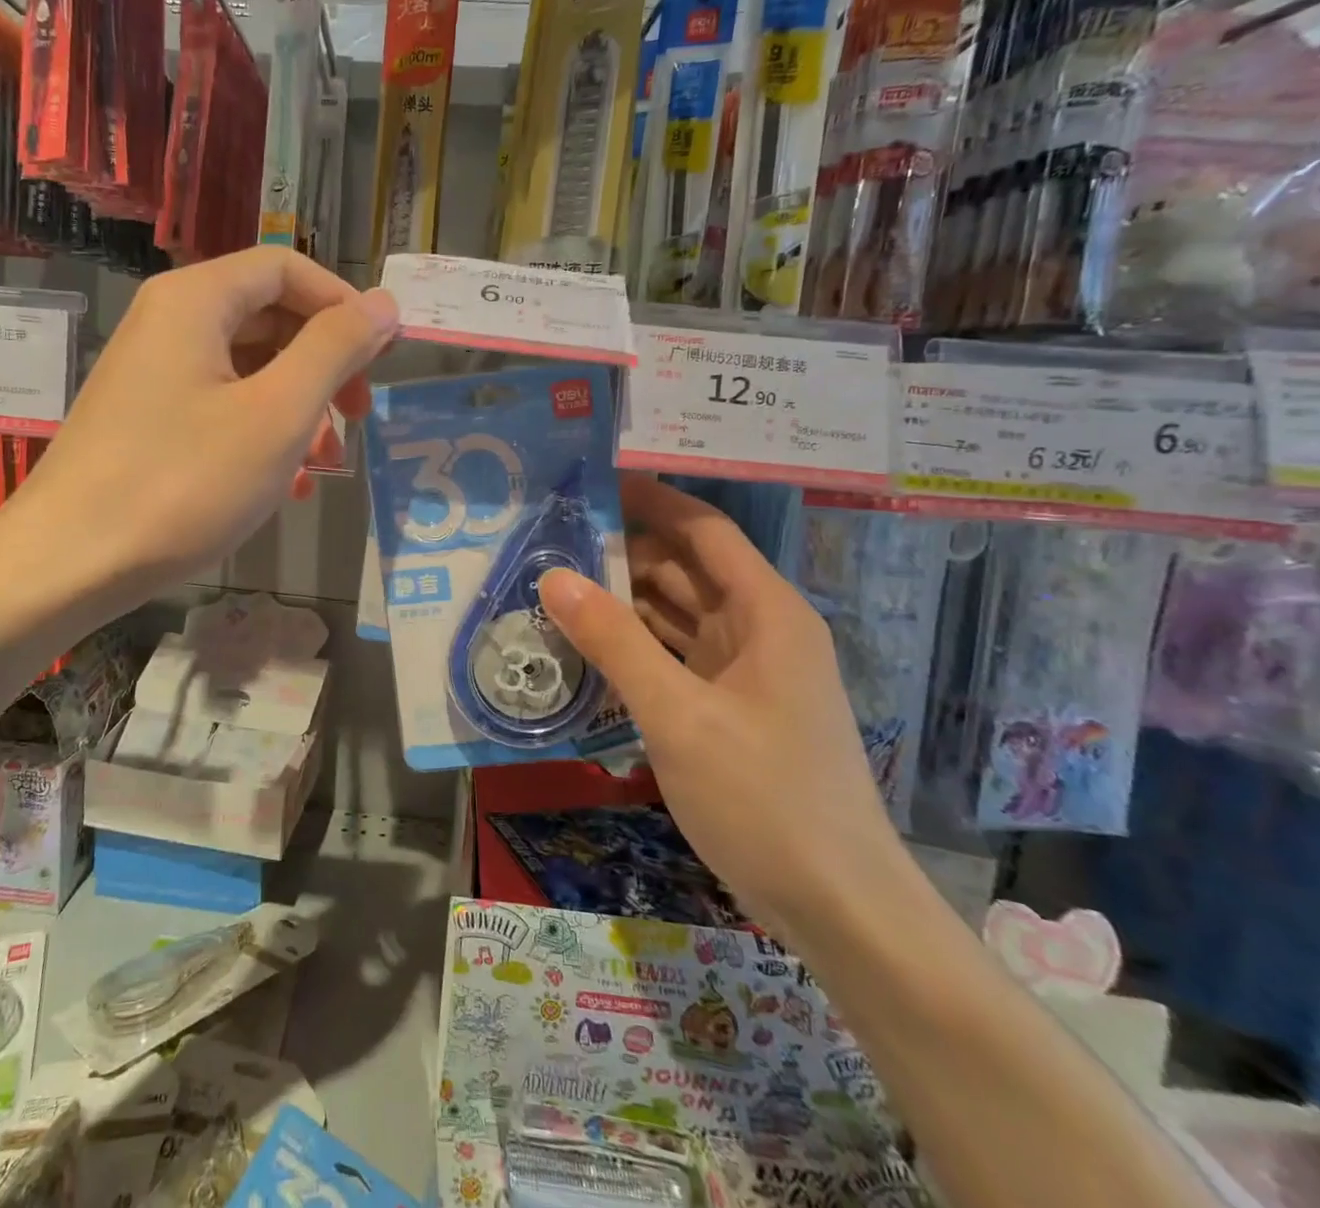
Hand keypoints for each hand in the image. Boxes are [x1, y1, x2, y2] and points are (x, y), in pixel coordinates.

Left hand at [14, 247, 397, 602]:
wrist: (69, 563)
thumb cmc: (183, 482)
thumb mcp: (277, 414)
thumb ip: (335, 350)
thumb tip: (383, 303)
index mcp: (195, 300)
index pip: (286, 268)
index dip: (343, 305)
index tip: (381, 358)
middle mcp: (168, 323)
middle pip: (268, 317)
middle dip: (324, 365)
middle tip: (356, 418)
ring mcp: (153, 374)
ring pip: (248, 369)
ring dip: (298, 408)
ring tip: (322, 465)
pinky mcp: (145, 420)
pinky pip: (219, 406)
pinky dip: (260, 434)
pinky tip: (282, 485)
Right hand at [539, 475, 906, 945]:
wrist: (838, 908)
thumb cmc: (765, 798)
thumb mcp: (677, 715)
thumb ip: (614, 642)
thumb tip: (553, 577)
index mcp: (766, 612)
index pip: (704, 529)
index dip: (652, 500)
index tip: (591, 483)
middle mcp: (759, 629)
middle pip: (685, 568)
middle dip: (623, 551)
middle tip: (551, 540)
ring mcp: (745, 671)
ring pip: (675, 613)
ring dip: (622, 600)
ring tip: (554, 585)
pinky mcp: (729, 707)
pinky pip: (673, 655)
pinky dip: (633, 645)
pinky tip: (585, 646)